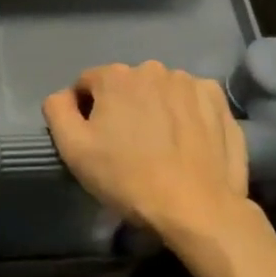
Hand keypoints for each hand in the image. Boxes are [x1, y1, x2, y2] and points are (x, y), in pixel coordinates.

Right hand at [43, 61, 247, 243]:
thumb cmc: (128, 178)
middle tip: (128, 147)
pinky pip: (192, 100)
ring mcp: (189, 82)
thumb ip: (57, 110)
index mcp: (115, 76)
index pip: (88, 84)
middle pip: (126, 86)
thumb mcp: (74, 149)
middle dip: (123, 108)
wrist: (197, 208)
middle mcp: (152, 68)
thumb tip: (63, 96)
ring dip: (156, 109)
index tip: (96, 141)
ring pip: (160, 91)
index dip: (86, 112)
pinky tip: (187, 142)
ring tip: (161, 147)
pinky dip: (186, 114)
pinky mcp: (218, 101)